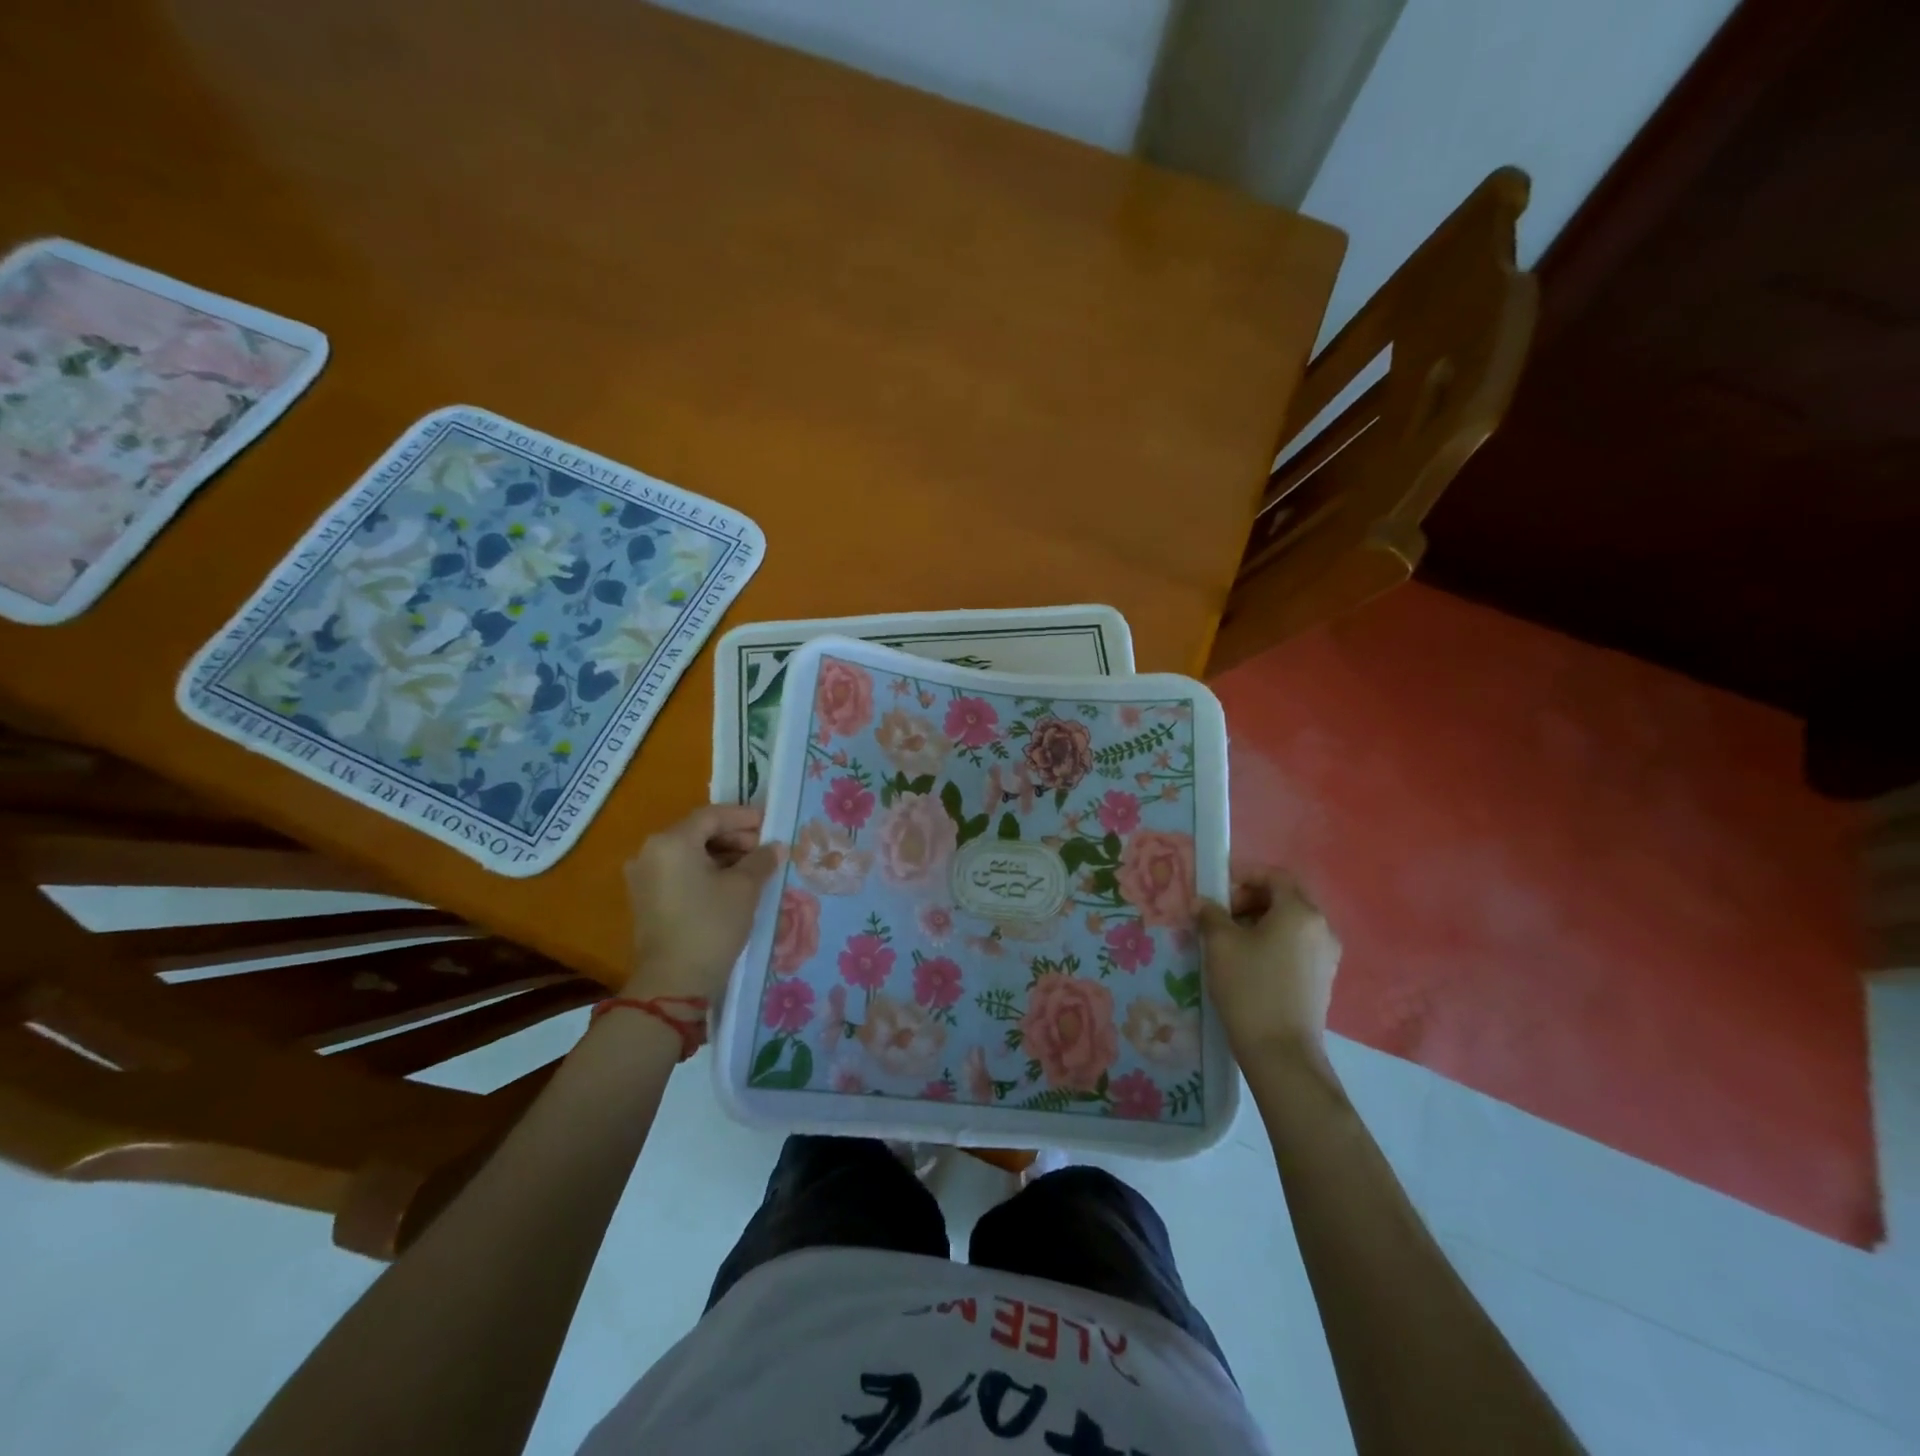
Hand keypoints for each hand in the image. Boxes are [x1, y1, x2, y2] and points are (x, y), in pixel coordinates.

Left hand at [621, 805, 781, 1000]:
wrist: (673, 983)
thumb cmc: (711, 925)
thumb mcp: (744, 888)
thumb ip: (761, 860)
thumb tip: (775, 847)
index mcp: (672, 842)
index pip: (712, 816)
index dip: (744, 817)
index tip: (770, 824)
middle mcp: (650, 852)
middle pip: (698, 832)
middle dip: (734, 837)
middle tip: (765, 848)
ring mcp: (644, 877)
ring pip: (689, 853)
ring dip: (722, 855)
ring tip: (754, 868)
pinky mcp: (646, 899)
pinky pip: (680, 872)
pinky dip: (706, 871)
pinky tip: (732, 884)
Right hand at [1196, 868, 1340, 1061]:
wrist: (1281, 1052)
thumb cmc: (1250, 988)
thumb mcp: (1220, 944)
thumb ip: (1210, 914)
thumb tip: (1204, 903)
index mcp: (1300, 912)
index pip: (1274, 875)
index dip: (1243, 875)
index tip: (1216, 890)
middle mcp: (1321, 928)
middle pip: (1283, 898)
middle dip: (1249, 899)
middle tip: (1219, 916)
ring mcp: (1326, 955)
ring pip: (1289, 923)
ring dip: (1258, 922)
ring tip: (1228, 941)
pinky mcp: (1322, 979)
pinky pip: (1295, 946)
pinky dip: (1271, 943)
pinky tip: (1247, 963)